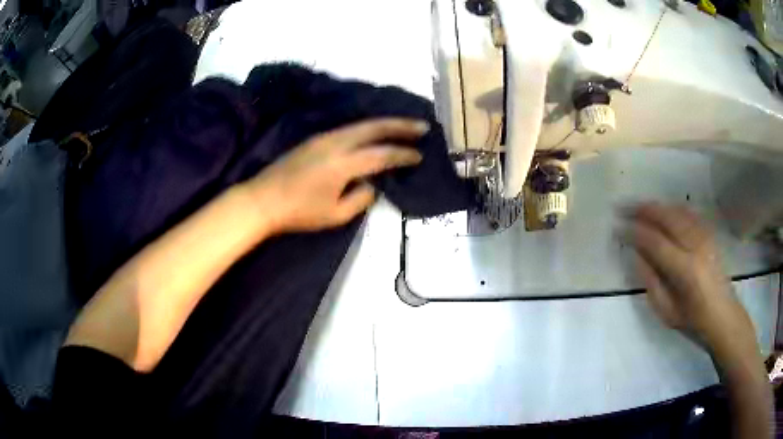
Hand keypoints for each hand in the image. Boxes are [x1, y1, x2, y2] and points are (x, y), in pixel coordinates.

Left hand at [245, 118, 426, 233]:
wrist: (263, 200)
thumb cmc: (299, 212)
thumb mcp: (335, 215)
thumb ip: (360, 198)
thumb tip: (372, 184)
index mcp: (343, 163)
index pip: (382, 155)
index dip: (403, 155)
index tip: (420, 156)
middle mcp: (336, 143)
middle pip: (374, 128)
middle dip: (401, 126)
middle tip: (422, 126)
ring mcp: (324, 137)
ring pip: (361, 125)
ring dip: (384, 124)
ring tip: (403, 125)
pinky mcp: (315, 139)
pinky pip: (349, 128)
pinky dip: (367, 128)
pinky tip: (374, 132)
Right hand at [626, 203, 754, 354]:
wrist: (722, 314)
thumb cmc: (693, 319)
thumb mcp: (667, 311)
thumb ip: (651, 282)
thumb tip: (636, 255)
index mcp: (685, 270)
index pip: (656, 242)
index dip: (635, 232)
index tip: (618, 227)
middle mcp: (696, 247)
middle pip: (668, 218)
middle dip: (644, 209)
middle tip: (624, 206)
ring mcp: (705, 238)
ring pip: (678, 212)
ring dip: (657, 206)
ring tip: (640, 206)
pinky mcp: (709, 235)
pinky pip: (689, 214)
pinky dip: (673, 208)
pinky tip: (664, 209)